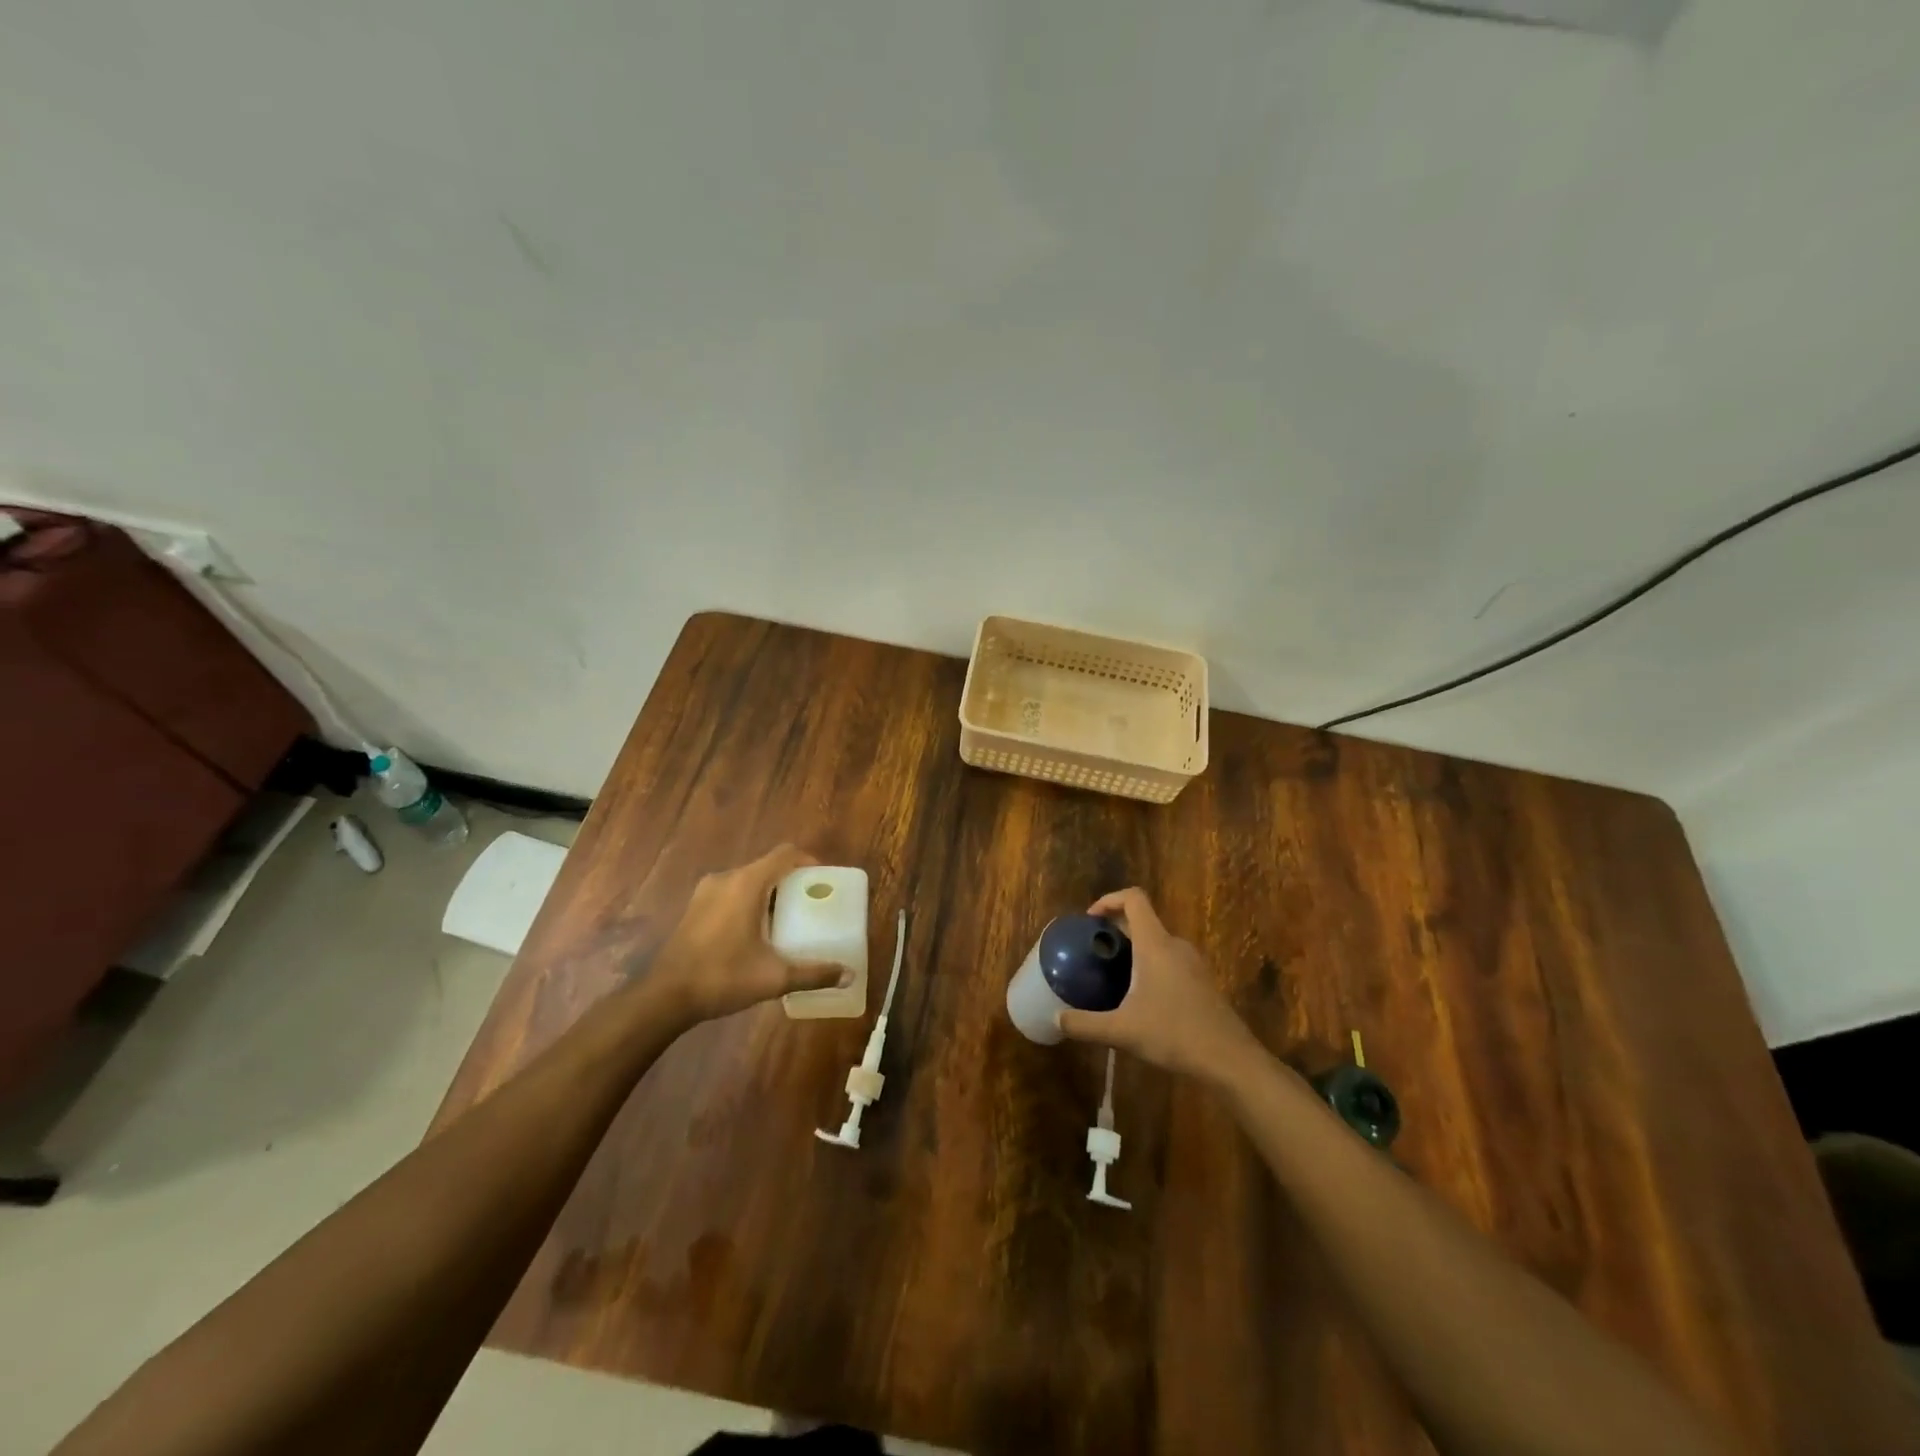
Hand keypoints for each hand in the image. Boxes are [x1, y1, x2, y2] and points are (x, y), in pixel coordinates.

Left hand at [647, 844, 844, 1022]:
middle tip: (811, 903)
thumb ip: (813, 974)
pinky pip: (731, 892)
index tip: (824, 880)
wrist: (664, 997)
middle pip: (767, 866)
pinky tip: (757, 931)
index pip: (785, 854)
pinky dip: (750, 901)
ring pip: (748, 880)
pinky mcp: (695, 907)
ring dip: (770, 892)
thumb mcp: (774, 977)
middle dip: (792, 881)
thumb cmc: (722, 977)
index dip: (809, 861)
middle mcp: (726, 878)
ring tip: (788, 918)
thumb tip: (849, 975)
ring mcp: (706, 891)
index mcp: (747, 883)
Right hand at [1058, 887, 1259, 1079]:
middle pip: (1143, 920)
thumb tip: (1056, 1020)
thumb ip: (1085, 1025)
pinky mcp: (1202, 982)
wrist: (1231, 1060)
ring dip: (1133, 949)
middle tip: (1094, 951)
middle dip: (1116, 929)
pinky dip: (1150, 965)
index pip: (1134, 899)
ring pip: (1157, 942)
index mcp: (1155, 944)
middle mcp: (1175, 945)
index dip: (1108, 900)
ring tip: (1112, 974)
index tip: (1090, 920)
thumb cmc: (1175, 1035)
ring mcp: (1193, 963)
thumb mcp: (1122, 1032)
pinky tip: (1140, 998)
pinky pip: (1170, 960)